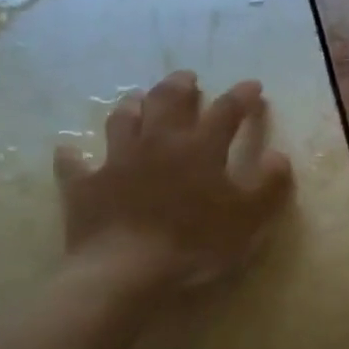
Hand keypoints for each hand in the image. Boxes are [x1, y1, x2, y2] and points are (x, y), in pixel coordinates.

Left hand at [52, 71, 292, 290]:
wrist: (127, 270)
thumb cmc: (196, 242)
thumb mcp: (249, 217)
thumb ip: (269, 184)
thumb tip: (278, 155)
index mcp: (200, 148)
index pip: (226, 111)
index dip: (241, 97)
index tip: (253, 86)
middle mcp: (157, 143)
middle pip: (167, 102)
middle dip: (180, 86)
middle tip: (187, 78)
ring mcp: (117, 161)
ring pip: (122, 120)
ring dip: (133, 105)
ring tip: (137, 98)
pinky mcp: (85, 186)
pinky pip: (74, 164)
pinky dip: (73, 156)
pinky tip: (70, 152)